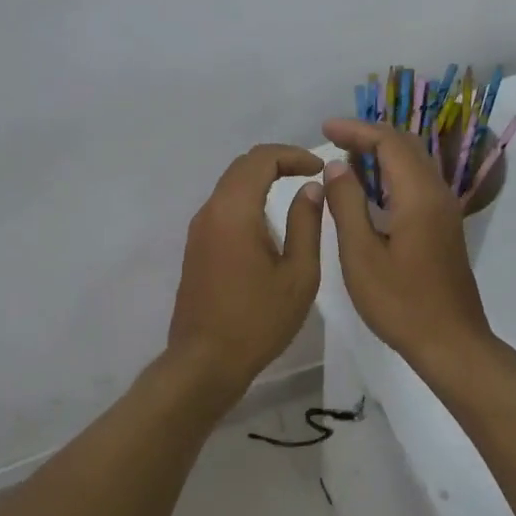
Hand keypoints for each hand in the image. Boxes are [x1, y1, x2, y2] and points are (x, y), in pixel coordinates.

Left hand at [167, 144, 326, 389]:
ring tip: (295, 194)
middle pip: (241, 167)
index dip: (292, 155)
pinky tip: (269, 222)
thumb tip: (311, 189)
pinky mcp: (196, 247)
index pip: (260, 159)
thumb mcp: (298, 275)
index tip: (319, 167)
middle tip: (310, 174)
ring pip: (230, 186)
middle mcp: (210, 212)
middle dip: (277, 162)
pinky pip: (223, 208)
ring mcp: (198, 230)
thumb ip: (306, 224)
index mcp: (234, 211)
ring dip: (261, 181)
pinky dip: (247, 200)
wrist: (205, 360)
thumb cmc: (258, 321)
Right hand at [320, 119, 493, 373]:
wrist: (451, 342)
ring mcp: (444, 212)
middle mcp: (437, 194)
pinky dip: (391, 174)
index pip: (389, 142)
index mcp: (418, 196)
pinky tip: (369, 191)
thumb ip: (347, 205)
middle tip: (333, 139)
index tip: (325, 129)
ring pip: (414, 164)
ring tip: (346, 159)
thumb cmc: (400, 302)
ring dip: (381, 154)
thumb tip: (338, 167)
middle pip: (406, 146)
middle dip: (369, 136)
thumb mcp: (361, 255)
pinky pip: (417, 184)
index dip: (356, 130)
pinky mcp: (443, 228)